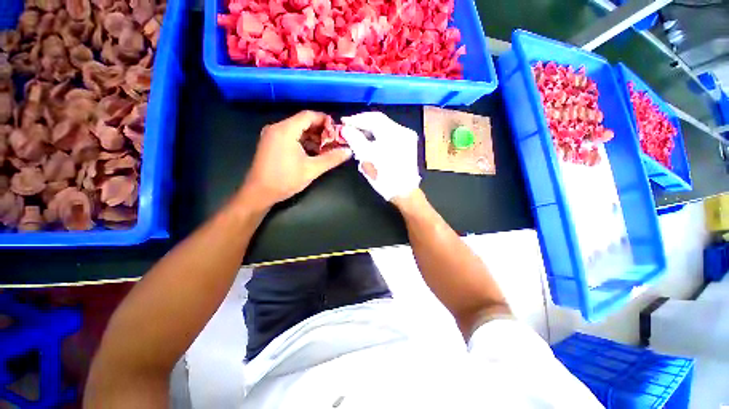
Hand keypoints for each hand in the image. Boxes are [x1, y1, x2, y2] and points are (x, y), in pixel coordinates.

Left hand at [238, 111, 351, 209]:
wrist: (259, 193)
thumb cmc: (285, 179)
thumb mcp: (312, 169)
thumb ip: (332, 158)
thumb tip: (348, 151)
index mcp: (286, 130)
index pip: (309, 116)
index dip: (325, 120)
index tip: (338, 130)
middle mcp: (277, 128)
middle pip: (303, 122)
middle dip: (320, 131)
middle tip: (334, 141)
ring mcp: (272, 135)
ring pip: (297, 130)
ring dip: (312, 137)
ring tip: (326, 149)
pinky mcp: (270, 143)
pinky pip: (290, 136)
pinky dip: (303, 142)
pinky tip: (312, 152)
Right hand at [341, 112, 420, 200]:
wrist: (404, 192)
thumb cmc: (384, 177)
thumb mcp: (367, 158)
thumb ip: (355, 140)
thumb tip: (345, 128)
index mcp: (394, 133)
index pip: (373, 118)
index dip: (357, 119)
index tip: (344, 122)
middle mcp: (403, 131)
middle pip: (380, 122)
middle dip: (363, 125)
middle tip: (349, 129)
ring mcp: (407, 138)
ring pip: (384, 128)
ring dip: (370, 130)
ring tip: (357, 136)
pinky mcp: (408, 145)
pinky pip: (390, 135)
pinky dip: (379, 136)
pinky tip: (370, 142)